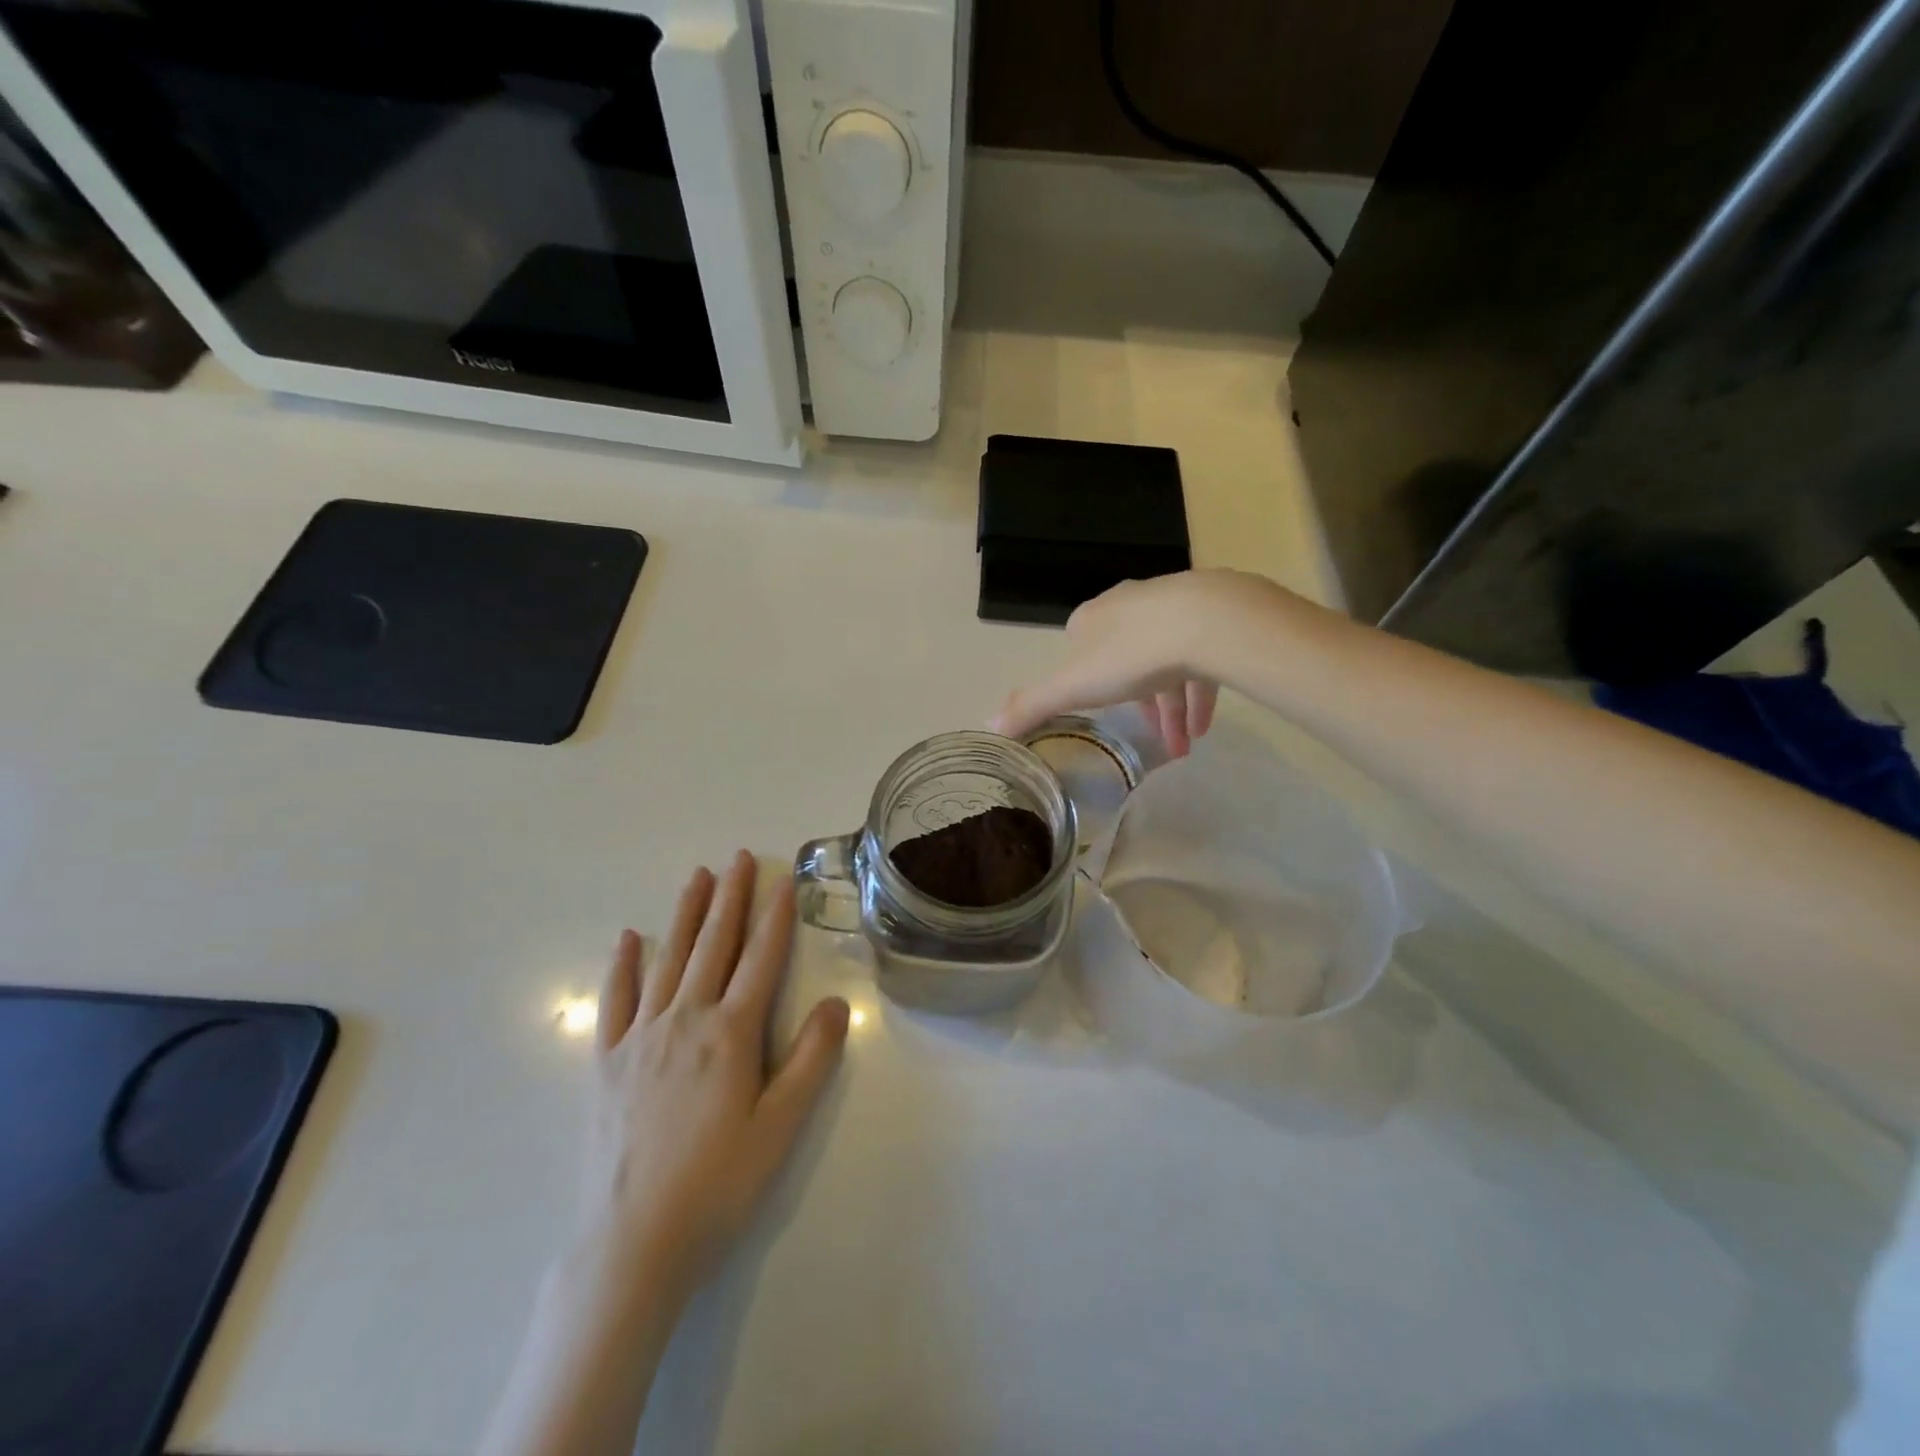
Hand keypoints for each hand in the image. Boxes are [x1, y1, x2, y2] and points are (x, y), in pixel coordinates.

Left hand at [582, 851, 849, 1308]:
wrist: (633, 1243)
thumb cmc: (718, 1184)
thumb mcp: (781, 1127)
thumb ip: (811, 1060)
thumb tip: (837, 1003)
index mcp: (731, 1033)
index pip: (760, 959)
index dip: (775, 917)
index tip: (783, 881)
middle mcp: (686, 1020)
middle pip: (714, 945)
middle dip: (730, 899)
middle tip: (738, 858)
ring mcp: (641, 1037)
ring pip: (669, 960)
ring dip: (685, 914)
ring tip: (696, 876)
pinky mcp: (607, 1062)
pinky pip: (616, 1000)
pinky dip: (624, 966)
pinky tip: (629, 939)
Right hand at [991, 570, 1294, 754]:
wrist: (1206, 622)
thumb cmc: (1130, 655)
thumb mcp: (1073, 687)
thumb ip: (1033, 705)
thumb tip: (989, 727)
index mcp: (1092, 618)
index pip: (1081, 648)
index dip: (1085, 683)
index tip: (1098, 713)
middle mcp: (1130, 606)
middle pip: (1126, 659)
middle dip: (1136, 704)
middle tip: (1148, 739)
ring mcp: (1173, 608)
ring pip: (1166, 663)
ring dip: (1171, 709)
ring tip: (1180, 747)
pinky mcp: (1212, 617)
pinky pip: (1200, 660)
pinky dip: (1198, 697)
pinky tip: (1202, 728)